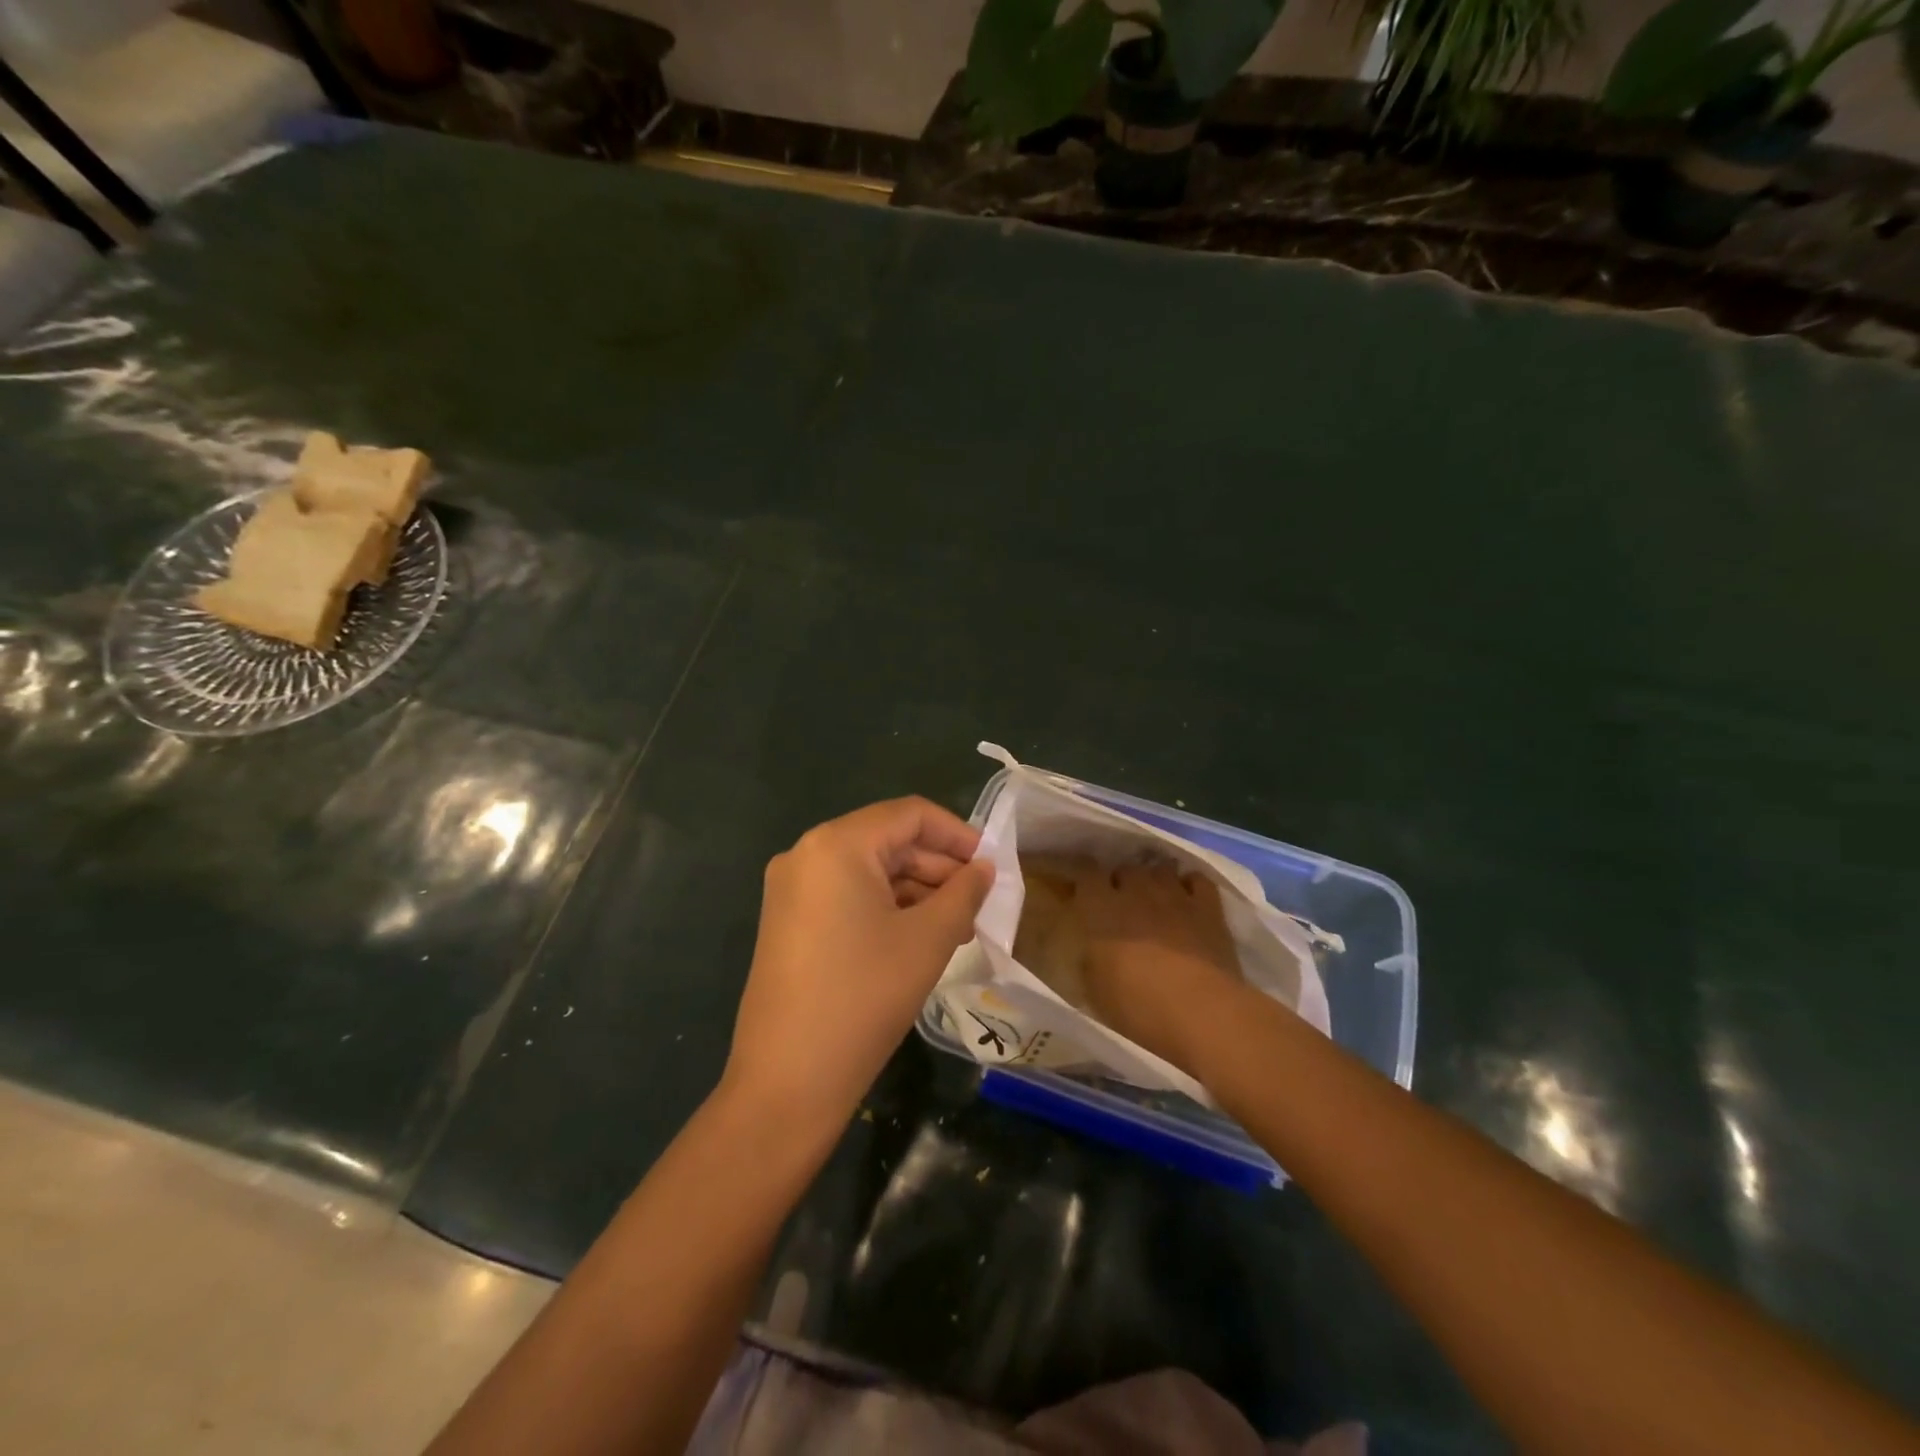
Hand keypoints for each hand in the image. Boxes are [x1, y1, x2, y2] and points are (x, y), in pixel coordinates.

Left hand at [724, 798, 994, 1131]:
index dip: (957, 833)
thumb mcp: (928, 939)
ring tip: (959, 927)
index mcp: (836, 845)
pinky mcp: (788, 922)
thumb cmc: (864, 997)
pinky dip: (887, 908)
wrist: (787, 1081)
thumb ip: (964, 892)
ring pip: (869, 871)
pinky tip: (920, 938)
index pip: (910, 815)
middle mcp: (807, 854)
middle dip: (939, 868)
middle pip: (888, 841)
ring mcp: (792, 889)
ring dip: (917, 891)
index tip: (992, 864)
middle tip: (979, 903)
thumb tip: (984, 868)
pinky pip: (848, 897)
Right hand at [1073, 861, 1248, 1076]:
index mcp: (1100, 908)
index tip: (1086, 890)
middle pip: (1126, 868)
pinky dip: (1190, 885)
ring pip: (1161, 869)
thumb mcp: (1095, 989)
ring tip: (1157, 899)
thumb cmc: (1137, 1006)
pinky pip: (1196, 879)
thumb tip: (1093, 948)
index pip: (1087, 872)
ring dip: (1155, 881)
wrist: (1201, 1012)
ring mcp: (1174, 895)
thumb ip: (1090, 958)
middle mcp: (1136, 891)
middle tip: (1123, 904)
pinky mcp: (1208, 907)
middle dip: (1123, 881)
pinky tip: (1189, 900)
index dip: (1086, 877)